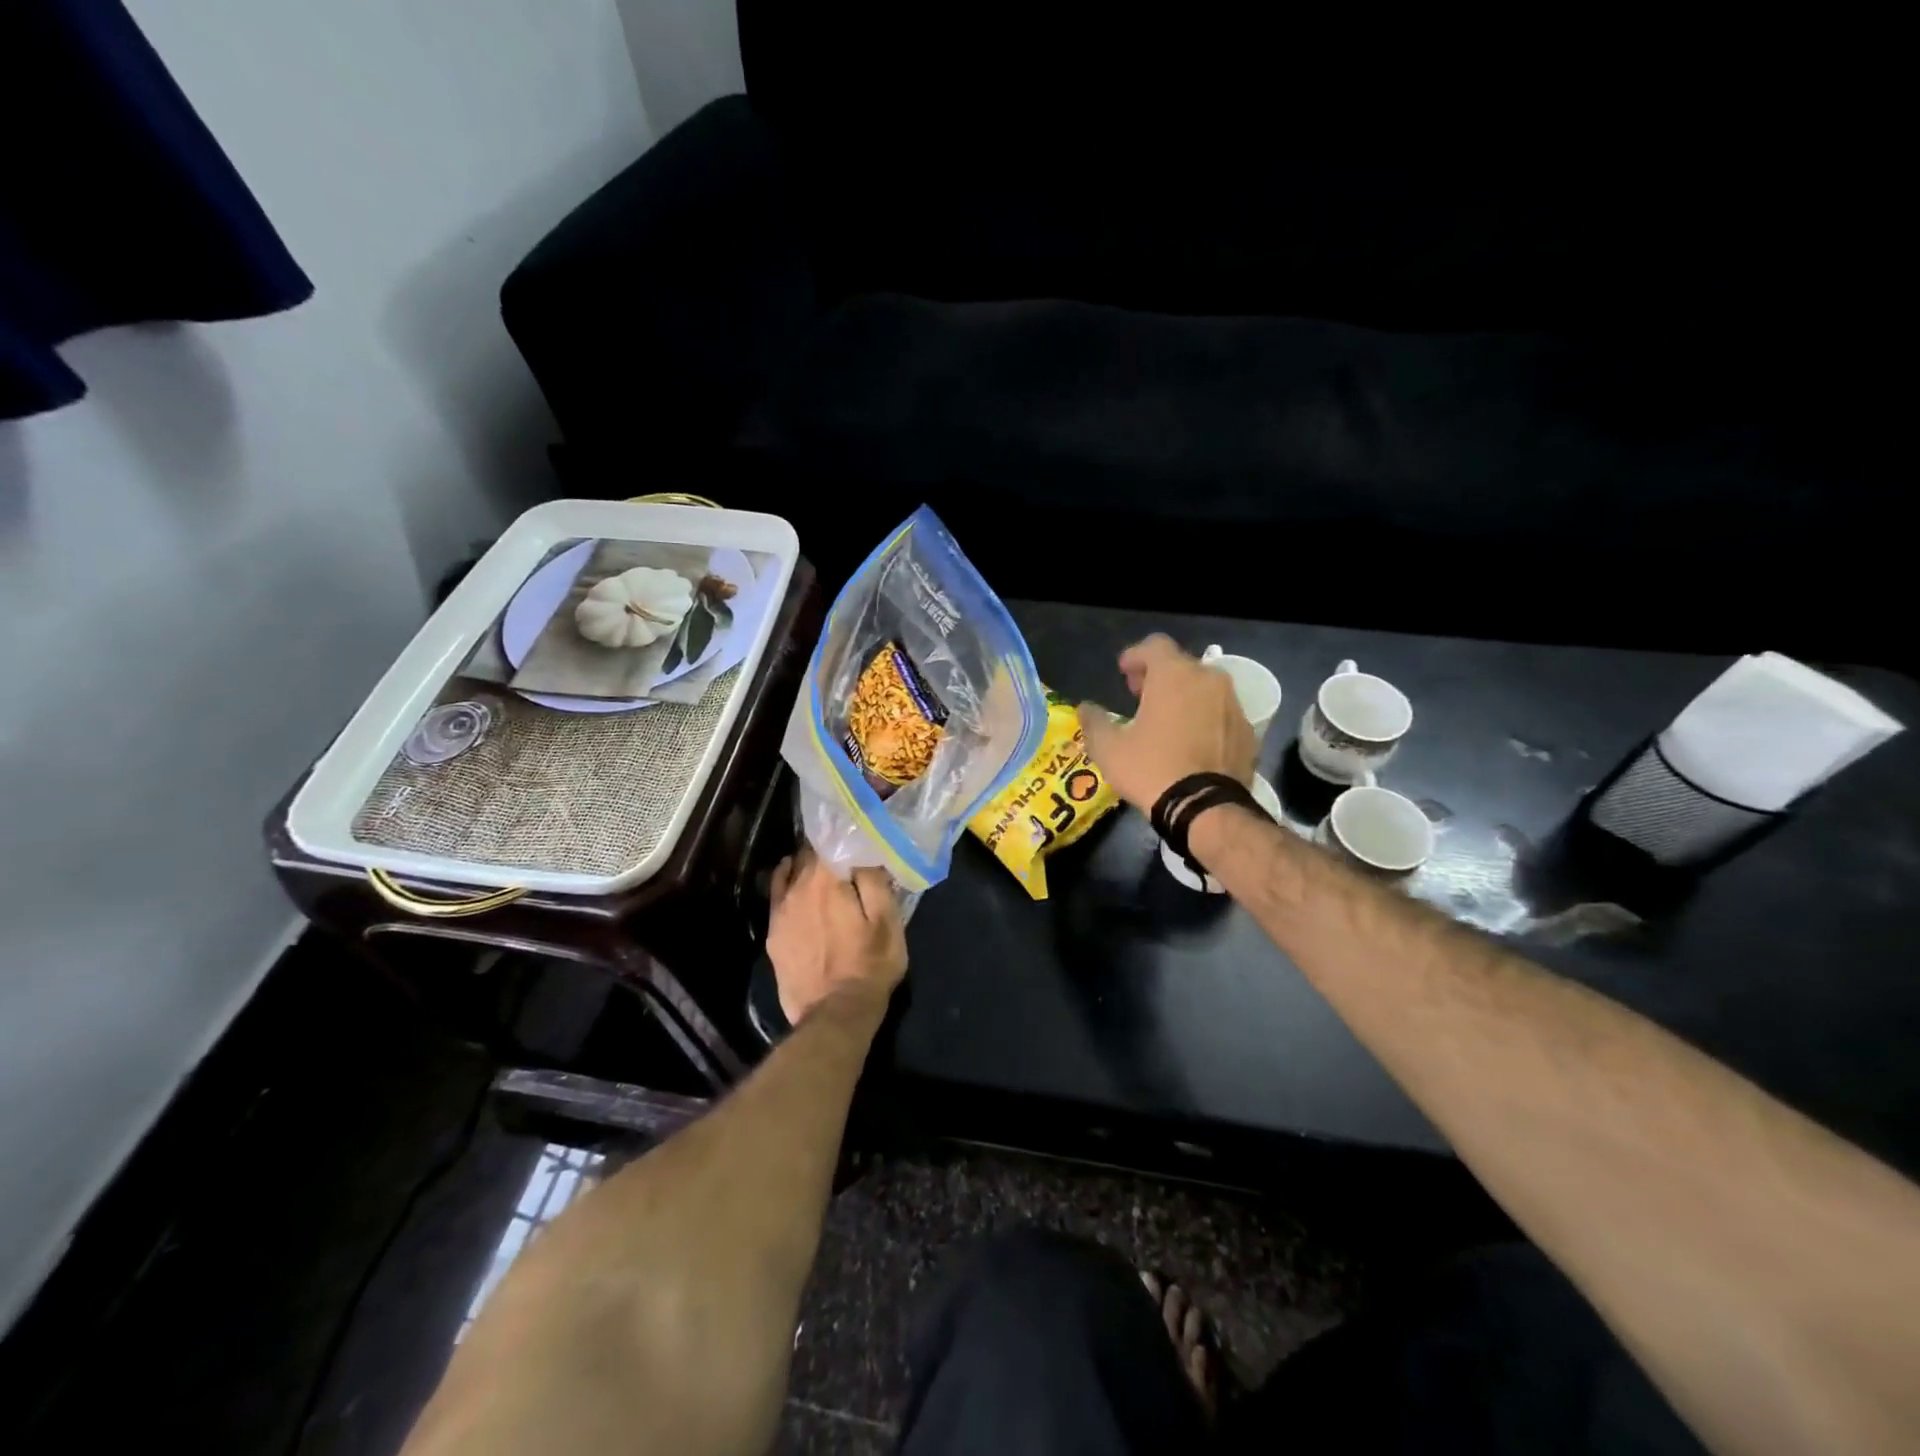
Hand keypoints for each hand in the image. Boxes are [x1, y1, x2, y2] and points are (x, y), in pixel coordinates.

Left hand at [766, 849, 907, 1024]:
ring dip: (806, 868)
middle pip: (808, 854)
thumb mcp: (887, 920)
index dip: (843, 835)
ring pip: (790, 873)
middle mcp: (797, 887)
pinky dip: (788, 885)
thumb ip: (874, 879)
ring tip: (823, 872)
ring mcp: (780, 911)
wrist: (834, 1014)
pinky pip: (778, 895)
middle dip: (825, 851)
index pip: (829, 839)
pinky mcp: (773, 933)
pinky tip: (797, 888)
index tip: (856, 837)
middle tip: (845, 855)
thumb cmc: (869, 965)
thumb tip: (864, 850)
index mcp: (826, 879)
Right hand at [1078, 635, 1258, 811]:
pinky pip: (1220, 713)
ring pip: (1204, 689)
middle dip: (1159, 676)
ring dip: (1184, 697)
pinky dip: (1204, 718)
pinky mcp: (1248, 731)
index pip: (1155, 645)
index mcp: (1174, 675)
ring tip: (1166, 721)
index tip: (1124, 673)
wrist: (1206, 809)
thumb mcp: (1109, 749)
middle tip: (1140, 696)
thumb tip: (1085, 708)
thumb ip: (1094, 722)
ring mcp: (1233, 705)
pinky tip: (1191, 742)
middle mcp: (1209, 680)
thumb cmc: (1152, 769)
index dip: (1135, 656)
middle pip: (1181, 665)